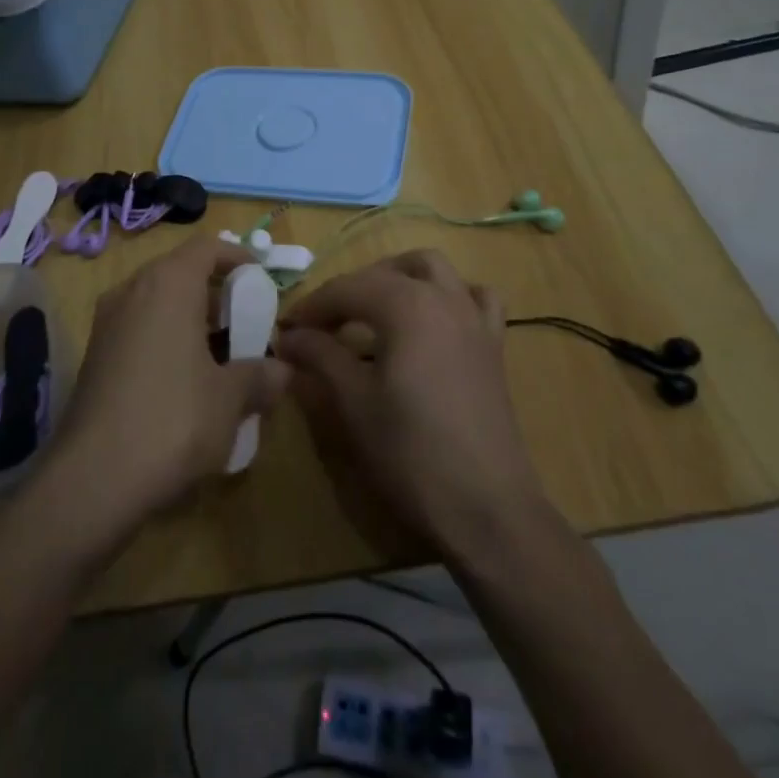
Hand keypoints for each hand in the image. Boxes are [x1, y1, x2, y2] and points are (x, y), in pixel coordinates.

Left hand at [53, 235, 289, 526]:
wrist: (93, 479)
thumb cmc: (173, 421)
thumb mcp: (230, 399)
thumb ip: (260, 376)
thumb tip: (283, 371)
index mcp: (168, 284)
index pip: (206, 247)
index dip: (237, 257)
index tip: (260, 281)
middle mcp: (133, 291)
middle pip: (181, 273)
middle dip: (216, 295)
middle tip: (246, 325)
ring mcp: (108, 323)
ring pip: (158, 303)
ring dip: (192, 320)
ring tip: (222, 359)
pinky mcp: (95, 356)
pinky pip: (139, 330)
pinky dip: (166, 340)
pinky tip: (186, 384)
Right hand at [275, 250, 549, 560]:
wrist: (486, 508)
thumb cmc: (411, 453)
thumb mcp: (354, 403)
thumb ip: (320, 357)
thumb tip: (289, 336)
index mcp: (405, 305)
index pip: (346, 289)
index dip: (312, 306)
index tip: (286, 329)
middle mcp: (442, 297)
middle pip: (385, 273)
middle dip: (349, 291)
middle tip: (322, 326)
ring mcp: (473, 318)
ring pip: (432, 269)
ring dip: (397, 277)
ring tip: (372, 310)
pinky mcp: (493, 344)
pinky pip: (475, 297)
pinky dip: (450, 294)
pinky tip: (433, 319)